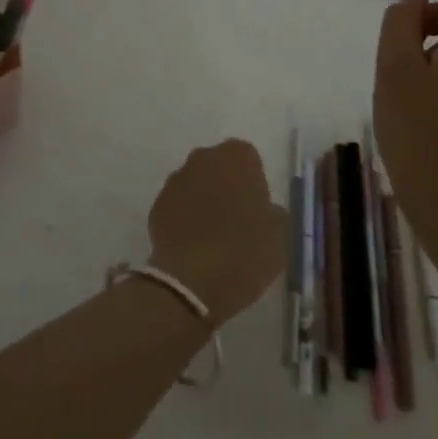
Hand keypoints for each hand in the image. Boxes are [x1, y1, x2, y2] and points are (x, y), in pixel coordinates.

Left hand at [146, 140, 287, 328]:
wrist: (192, 282)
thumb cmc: (244, 251)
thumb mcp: (280, 234)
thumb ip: (274, 212)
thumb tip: (265, 210)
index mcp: (236, 157)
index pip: (249, 158)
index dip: (254, 183)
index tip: (258, 209)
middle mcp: (203, 158)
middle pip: (219, 166)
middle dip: (227, 186)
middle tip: (238, 221)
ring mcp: (176, 180)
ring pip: (196, 184)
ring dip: (204, 201)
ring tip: (214, 237)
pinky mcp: (157, 205)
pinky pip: (177, 206)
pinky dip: (185, 219)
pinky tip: (194, 246)